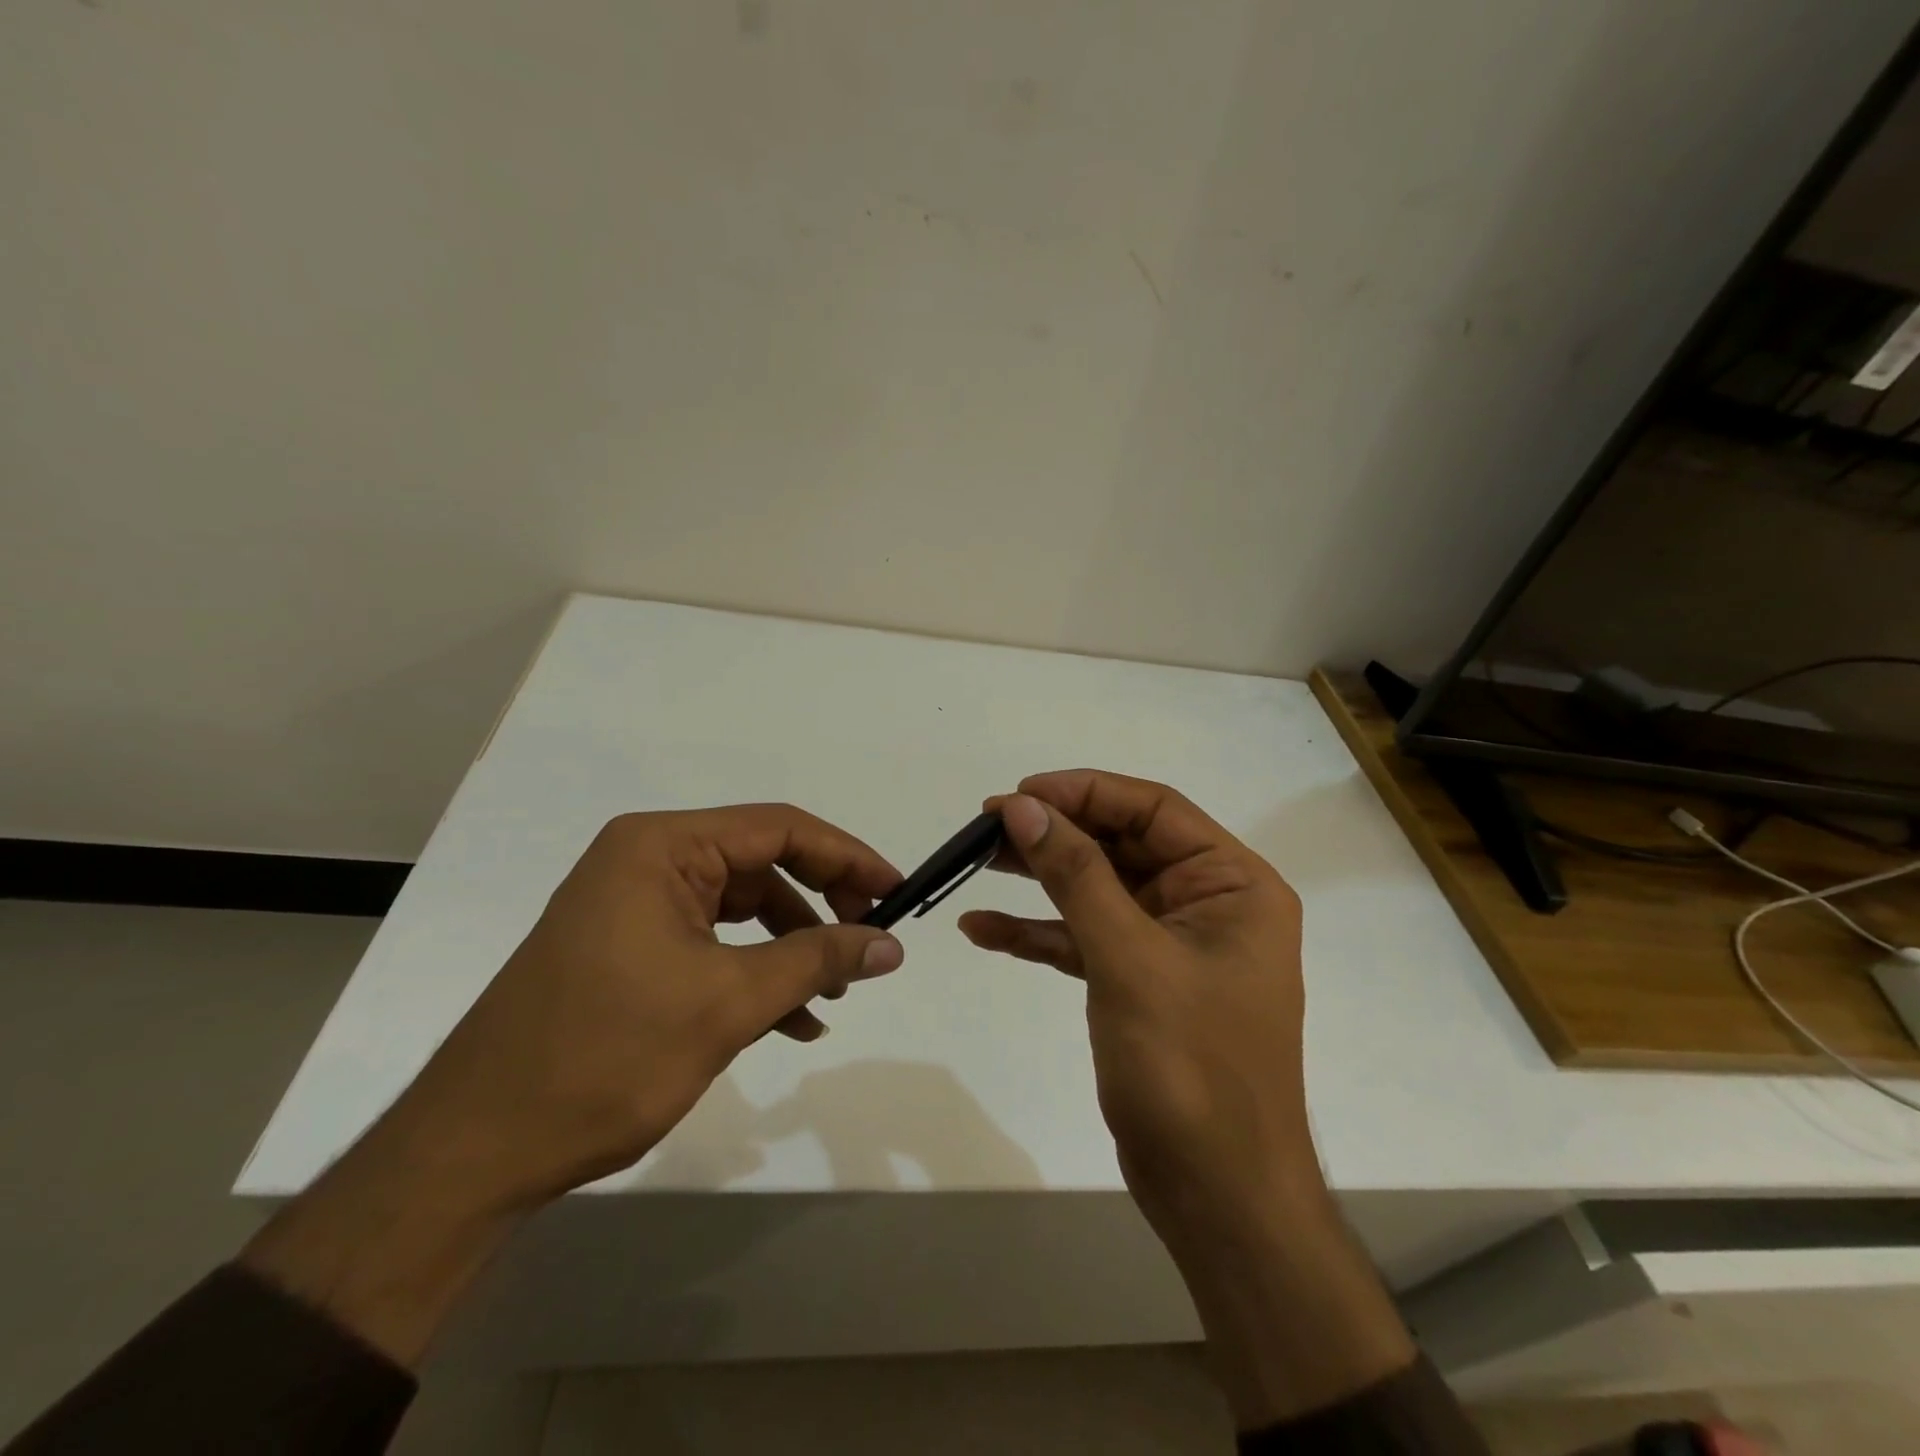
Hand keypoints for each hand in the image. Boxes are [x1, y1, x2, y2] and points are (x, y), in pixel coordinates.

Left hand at [245, 804, 904, 1365]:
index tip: (895, 891)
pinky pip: (712, 945)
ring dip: (791, 948)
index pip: (777, 828)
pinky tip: (791, 1021)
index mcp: (660, 847)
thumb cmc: (604, 1056)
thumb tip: (890, 943)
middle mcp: (645, 862)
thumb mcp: (727, 1003)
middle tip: (869, 941)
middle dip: (820, 904)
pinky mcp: (628, 951)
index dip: (846, 855)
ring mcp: (633, 908)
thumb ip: (816, 961)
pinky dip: (754, 975)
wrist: (473, 1153)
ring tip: (832, 995)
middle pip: (761, 865)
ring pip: (741, 910)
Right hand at [960, 770, 1412, 1427]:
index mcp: (1231, 883)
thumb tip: (1023, 807)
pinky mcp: (1138, 981)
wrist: (1217, 1197)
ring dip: (1039, 877)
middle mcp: (1206, 903)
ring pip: (1097, 889)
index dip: (1084, 792)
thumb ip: (1076, 875)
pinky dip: (1038, 932)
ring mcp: (1170, 944)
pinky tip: (982, 929)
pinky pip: (1084, 938)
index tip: (1019, 794)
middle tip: (985, 827)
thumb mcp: (1129, 958)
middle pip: (1120, 844)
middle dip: (1054, 834)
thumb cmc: (1190, 1068)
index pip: (1153, 809)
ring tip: (972, 862)